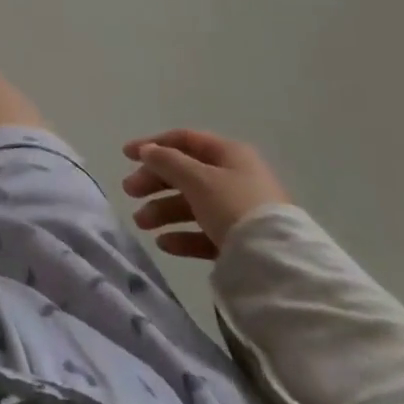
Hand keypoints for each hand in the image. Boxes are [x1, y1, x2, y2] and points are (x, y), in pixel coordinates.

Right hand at [120, 129, 290, 258]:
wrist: (278, 263)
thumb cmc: (233, 206)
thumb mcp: (196, 177)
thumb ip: (166, 161)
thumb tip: (148, 151)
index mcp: (229, 155)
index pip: (184, 140)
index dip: (152, 144)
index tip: (125, 155)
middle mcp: (235, 178)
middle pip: (185, 173)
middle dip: (154, 182)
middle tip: (129, 192)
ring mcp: (239, 211)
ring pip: (192, 204)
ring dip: (163, 210)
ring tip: (141, 223)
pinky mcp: (242, 242)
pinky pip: (205, 233)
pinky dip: (183, 235)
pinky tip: (164, 244)